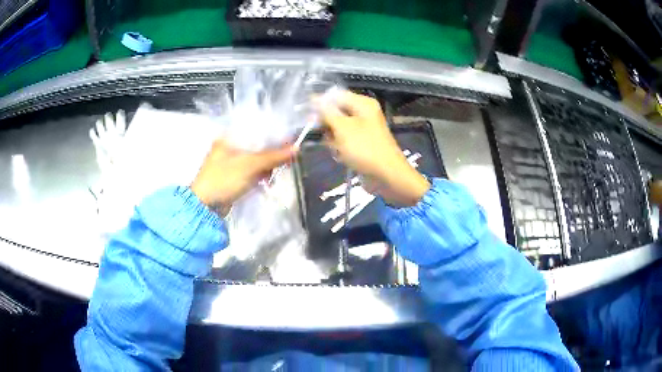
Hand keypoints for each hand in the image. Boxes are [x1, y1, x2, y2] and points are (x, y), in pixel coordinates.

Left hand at [191, 140, 293, 211]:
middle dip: (271, 153)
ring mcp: (229, 162)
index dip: (274, 134)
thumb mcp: (250, 165)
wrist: (205, 207)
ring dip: (266, 166)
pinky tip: (266, 181)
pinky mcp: (232, 176)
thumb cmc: (224, 179)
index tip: (289, 141)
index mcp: (228, 137)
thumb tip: (296, 148)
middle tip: (285, 159)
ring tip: (274, 174)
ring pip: (255, 159)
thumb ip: (273, 156)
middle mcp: (228, 146)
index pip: (256, 130)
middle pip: (257, 145)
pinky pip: (250, 171)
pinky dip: (259, 175)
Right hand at [319, 91, 429, 206]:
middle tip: (320, 133)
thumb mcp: (342, 127)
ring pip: (338, 129)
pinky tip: (341, 156)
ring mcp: (363, 130)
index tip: (306, 114)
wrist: (387, 176)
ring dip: (332, 139)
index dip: (320, 103)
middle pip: (336, 112)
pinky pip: (343, 142)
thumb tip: (314, 98)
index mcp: (363, 104)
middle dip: (326, 123)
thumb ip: (326, 112)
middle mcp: (363, 114)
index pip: (335, 96)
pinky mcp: (361, 145)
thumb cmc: (364, 148)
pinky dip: (339, 148)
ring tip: (336, 148)